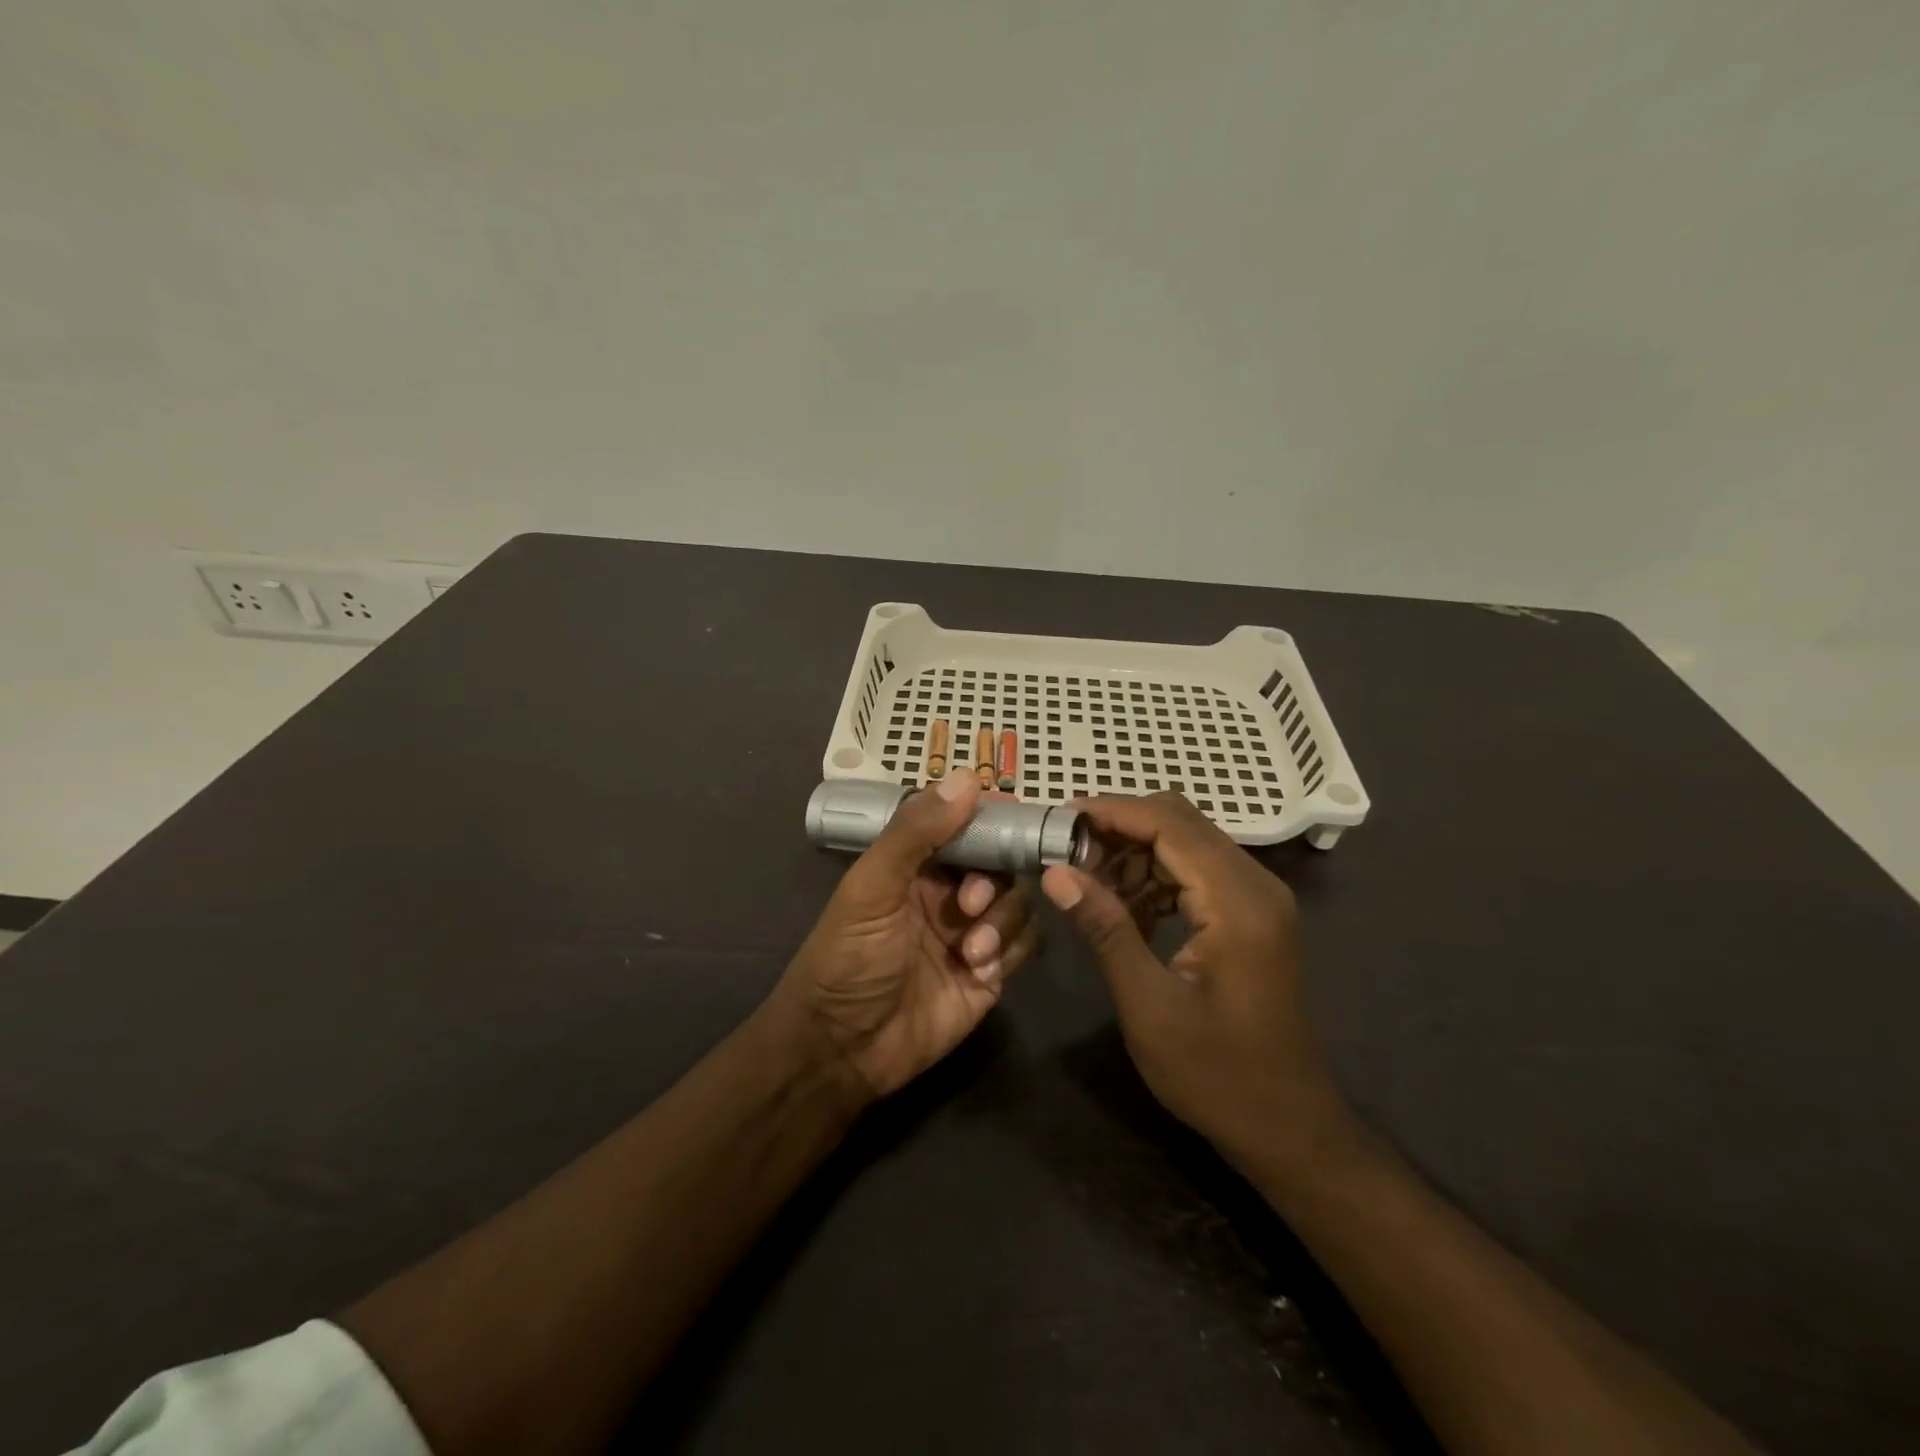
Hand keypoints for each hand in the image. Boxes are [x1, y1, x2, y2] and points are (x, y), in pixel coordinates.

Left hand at [775, 774, 1038, 1102]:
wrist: (842, 1050)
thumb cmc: (847, 959)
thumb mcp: (871, 888)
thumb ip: (915, 833)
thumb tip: (968, 778)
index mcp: (916, 864)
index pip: (966, 825)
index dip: (991, 819)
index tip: (1015, 819)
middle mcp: (948, 892)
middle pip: (1001, 864)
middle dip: (994, 880)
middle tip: (969, 906)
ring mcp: (972, 932)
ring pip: (1018, 903)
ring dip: (1001, 921)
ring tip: (969, 951)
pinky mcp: (990, 973)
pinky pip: (1024, 945)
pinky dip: (1010, 951)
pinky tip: (978, 971)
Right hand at [1040, 793, 1346, 1176]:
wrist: (1286, 1125)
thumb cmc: (1216, 1074)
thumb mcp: (1148, 1005)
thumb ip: (1105, 929)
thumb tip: (1056, 872)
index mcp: (1237, 902)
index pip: (1169, 824)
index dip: (1111, 813)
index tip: (1058, 819)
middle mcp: (1256, 885)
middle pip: (1180, 822)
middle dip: (1119, 828)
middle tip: (1067, 853)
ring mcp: (1258, 898)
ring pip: (1186, 842)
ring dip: (1135, 852)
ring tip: (1088, 883)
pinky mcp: (1251, 915)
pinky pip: (1196, 871)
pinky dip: (1155, 876)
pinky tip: (1124, 908)